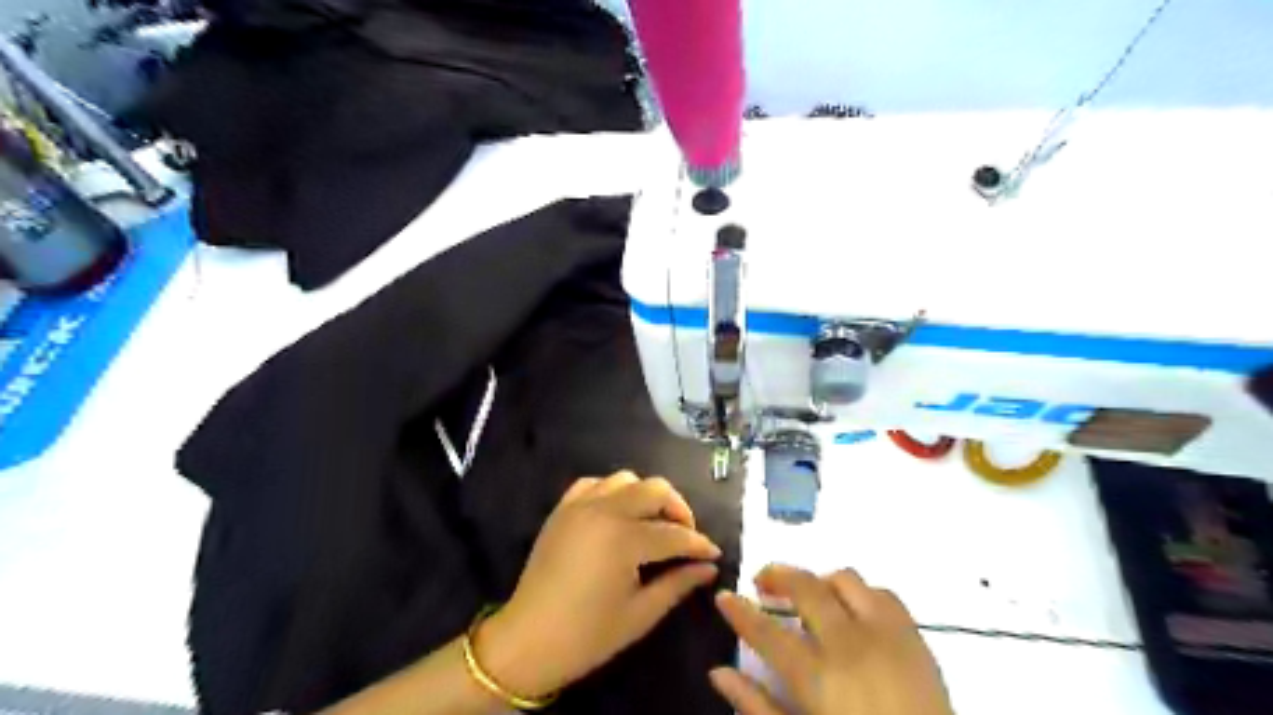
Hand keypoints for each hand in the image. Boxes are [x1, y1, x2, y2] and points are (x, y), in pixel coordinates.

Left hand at [477, 474, 720, 698]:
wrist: (528, 640)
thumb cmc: (588, 635)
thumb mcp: (640, 614)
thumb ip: (678, 584)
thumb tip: (708, 567)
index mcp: (624, 539)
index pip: (674, 534)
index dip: (699, 544)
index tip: (714, 553)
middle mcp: (604, 510)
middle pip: (655, 489)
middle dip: (679, 509)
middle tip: (686, 536)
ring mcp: (580, 505)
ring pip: (627, 479)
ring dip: (647, 496)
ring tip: (653, 522)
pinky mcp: (563, 508)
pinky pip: (594, 483)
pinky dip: (613, 491)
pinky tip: (619, 513)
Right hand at [711, 566, 947, 714]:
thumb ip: (757, 705)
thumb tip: (718, 673)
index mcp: (817, 676)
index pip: (766, 631)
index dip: (740, 611)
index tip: (724, 596)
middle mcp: (849, 643)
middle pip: (805, 588)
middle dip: (777, 576)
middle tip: (762, 582)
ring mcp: (885, 634)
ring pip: (845, 580)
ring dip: (819, 581)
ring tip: (809, 596)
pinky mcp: (914, 637)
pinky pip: (882, 593)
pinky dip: (859, 593)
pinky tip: (852, 611)